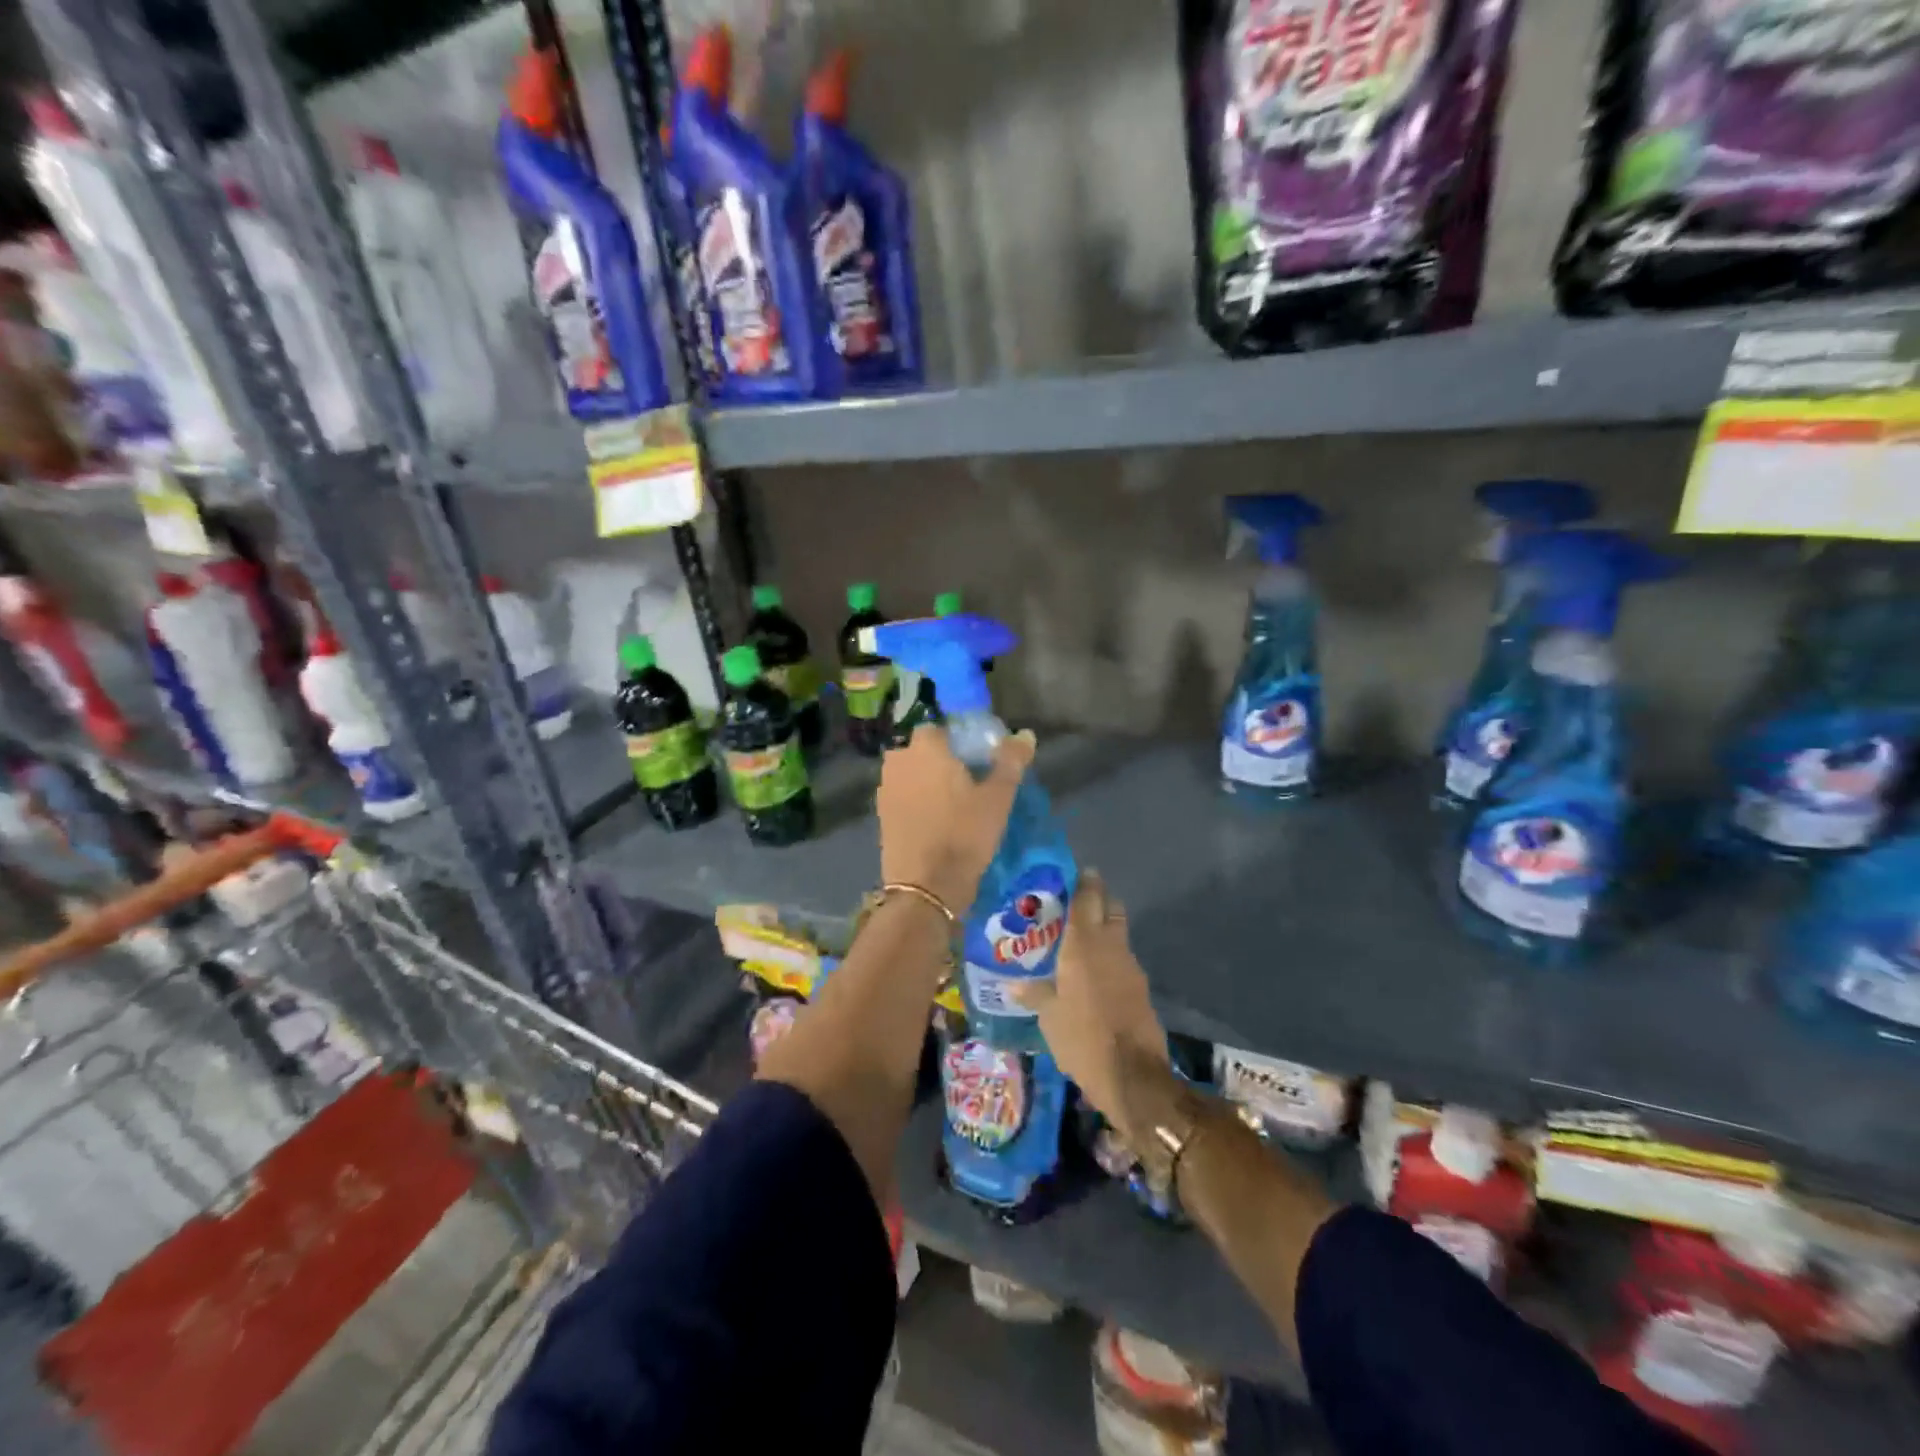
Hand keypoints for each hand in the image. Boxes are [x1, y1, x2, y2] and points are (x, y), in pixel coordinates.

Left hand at [877, 724, 1034, 911]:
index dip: (958, 742)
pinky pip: (902, 797)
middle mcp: (898, 761)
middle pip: (922, 752)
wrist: (926, 887)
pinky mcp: (880, 816)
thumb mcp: (998, 797)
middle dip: (941, 762)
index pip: (940, 729)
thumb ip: (1011, 761)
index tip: (977, 761)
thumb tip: (1025, 734)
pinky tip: (934, 822)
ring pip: (911, 775)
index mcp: (925, 748)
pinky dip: (915, 803)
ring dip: (926, 783)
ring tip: (952, 805)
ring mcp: (884, 789)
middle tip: (968, 784)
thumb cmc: (965, 834)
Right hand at [1014, 871, 1170, 1145]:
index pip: (1086, 898)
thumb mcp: (1049, 1017)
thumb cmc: (1082, 1038)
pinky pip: (1122, 959)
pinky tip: (1094, 972)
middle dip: (1097, 899)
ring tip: (1079, 939)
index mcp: (1083, 944)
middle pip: (1110, 907)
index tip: (1076, 872)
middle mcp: (1110, 946)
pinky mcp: (1140, 987)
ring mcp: (1130, 966)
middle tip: (1076, 903)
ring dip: (1104, 929)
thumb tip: (1014, 985)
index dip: (1083, 882)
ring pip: (1118, 932)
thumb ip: (1034, 994)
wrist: (1133, 1074)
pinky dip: (1110, 956)